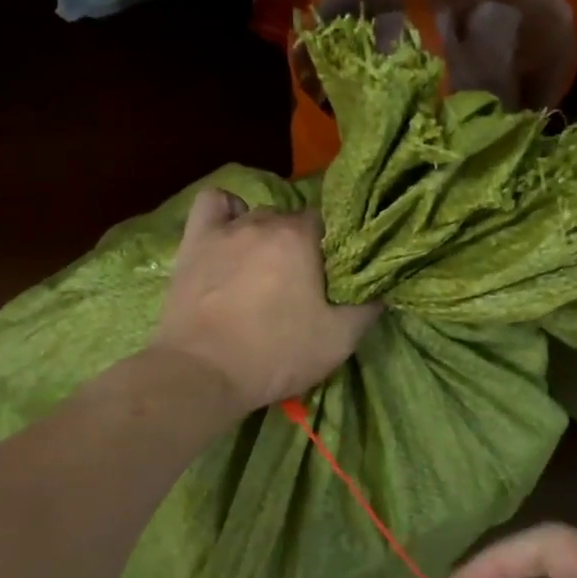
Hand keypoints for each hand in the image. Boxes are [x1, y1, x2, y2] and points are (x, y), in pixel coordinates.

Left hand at [149, 188, 380, 416]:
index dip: (335, 248)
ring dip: (267, 235)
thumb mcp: (339, 340)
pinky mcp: (194, 241)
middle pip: (293, 220)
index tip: (334, 275)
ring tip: (265, 267)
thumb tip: (382, 288)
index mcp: (303, 238)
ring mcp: (226, 229)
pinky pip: (213, 204)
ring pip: (257, 215)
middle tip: (302, 282)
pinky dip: (226, 212)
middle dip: (302, 245)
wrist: (203, 373)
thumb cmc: (275, 354)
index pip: (330, 224)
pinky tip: (230, 232)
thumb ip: (368, 308)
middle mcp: (266, 221)